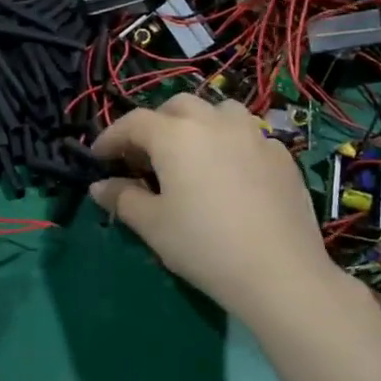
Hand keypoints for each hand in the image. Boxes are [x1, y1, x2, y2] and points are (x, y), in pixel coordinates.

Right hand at [89, 92, 357, 324]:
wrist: (280, 273)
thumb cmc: (204, 246)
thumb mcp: (152, 226)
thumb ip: (122, 198)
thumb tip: (100, 186)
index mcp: (175, 135)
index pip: (133, 123)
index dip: (111, 137)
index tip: (99, 158)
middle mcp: (213, 122)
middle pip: (177, 106)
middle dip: (155, 124)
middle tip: (145, 156)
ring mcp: (253, 135)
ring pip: (219, 111)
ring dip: (198, 123)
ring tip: (191, 153)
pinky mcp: (281, 155)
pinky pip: (249, 135)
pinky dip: (230, 143)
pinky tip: (230, 173)